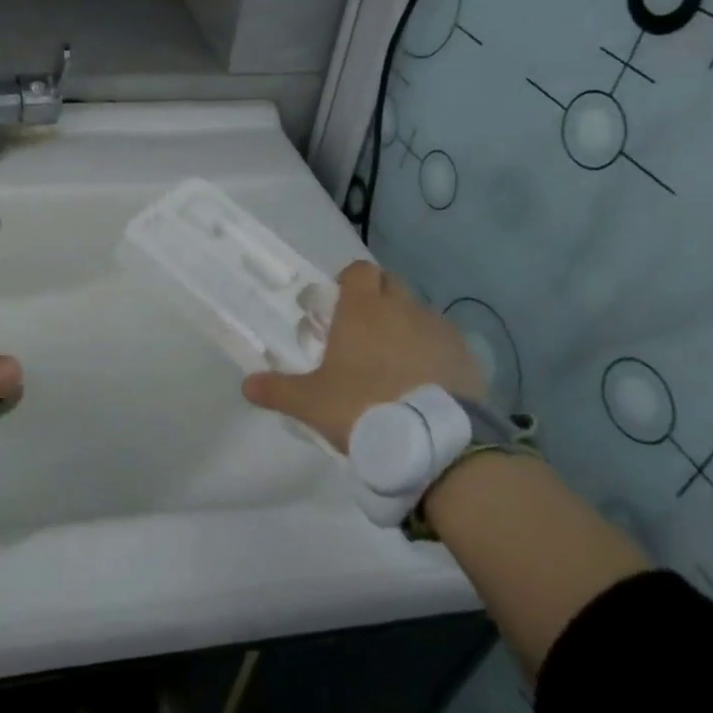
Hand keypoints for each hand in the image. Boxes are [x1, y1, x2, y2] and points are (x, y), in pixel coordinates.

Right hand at [241, 261, 484, 453]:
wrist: (435, 442)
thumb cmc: (364, 407)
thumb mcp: (311, 403)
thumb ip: (277, 390)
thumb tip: (246, 385)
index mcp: (363, 310)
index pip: (359, 271)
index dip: (348, 283)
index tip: (337, 307)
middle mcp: (403, 309)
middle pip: (390, 285)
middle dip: (376, 301)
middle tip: (359, 335)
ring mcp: (439, 330)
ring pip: (418, 314)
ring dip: (404, 327)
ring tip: (391, 364)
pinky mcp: (466, 357)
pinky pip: (443, 343)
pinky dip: (431, 353)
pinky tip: (422, 383)